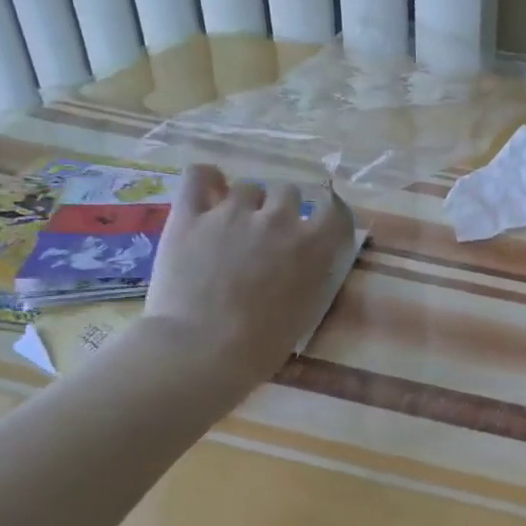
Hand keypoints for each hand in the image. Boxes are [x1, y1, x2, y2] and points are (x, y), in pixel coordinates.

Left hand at [139, 163, 353, 399]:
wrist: (203, 349)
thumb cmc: (263, 343)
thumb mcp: (308, 307)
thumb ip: (314, 271)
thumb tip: (311, 253)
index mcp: (313, 245)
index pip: (334, 209)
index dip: (327, 211)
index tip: (319, 220)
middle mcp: (278, 219)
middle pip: (288, 191)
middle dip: (282, 208)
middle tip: (269, 233)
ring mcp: (232, 213)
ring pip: (247, 187)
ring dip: (246, 202)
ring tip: (234, 224)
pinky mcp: (190, 215)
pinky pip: (199, 176)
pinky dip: (207, 178)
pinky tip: (209, 189)